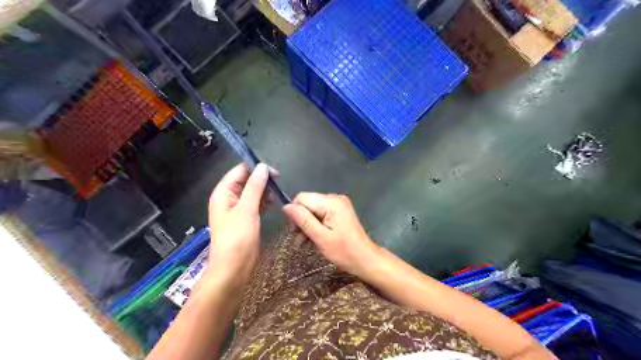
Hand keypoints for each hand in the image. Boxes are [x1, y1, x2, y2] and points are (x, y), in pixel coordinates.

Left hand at [208, 163, 271, 286]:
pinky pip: (256, 203)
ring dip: (264, 190)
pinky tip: (274, 201)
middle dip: (261, 179)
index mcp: (223, 193)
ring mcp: (238, 208)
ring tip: (277, 192)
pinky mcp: (246, 218)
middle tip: (278, 182)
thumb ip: (255, 187)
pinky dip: (264, 200)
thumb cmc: (237, 237)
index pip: (239, 171)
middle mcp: (229, 198)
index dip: (256, 168)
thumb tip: (263, 167)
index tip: (274, 171)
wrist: (233, 267)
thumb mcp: (246, 209)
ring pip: (252, 192)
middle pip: (246, 180)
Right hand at [282, 193, 378, 276]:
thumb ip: (303, 220)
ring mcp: (339, 204)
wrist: (365, 259)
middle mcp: (335, 198)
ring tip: (305, 243)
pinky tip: (314, 239)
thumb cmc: (344, 251)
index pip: (302, 198)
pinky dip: (316, 225)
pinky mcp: (340, 211)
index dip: (295, 213)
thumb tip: (286, 207)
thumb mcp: (321, 237)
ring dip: (307, 225)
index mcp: (331, 202)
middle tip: (299, 240)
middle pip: (308, 203)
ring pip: (313, 210)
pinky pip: (321, 214)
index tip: (294, 231)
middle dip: (301, 221)